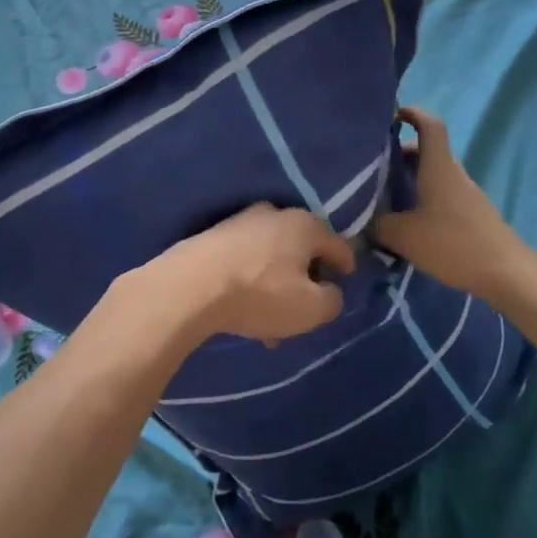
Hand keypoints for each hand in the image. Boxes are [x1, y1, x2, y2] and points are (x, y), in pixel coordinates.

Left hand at [134, 203, 352, 346]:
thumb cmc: (260, 294)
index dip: (346, 265)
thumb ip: (332, 301)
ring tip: (271, 323)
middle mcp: (275, 214)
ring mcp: (240, 221)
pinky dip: (251, 281)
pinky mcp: (213, 235)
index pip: (338, 244)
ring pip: (271, 257)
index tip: (347, 281)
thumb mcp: (311, 309)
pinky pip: (245, 260)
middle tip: (307, 307)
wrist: (190, 286)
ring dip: (276, 285)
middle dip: (306, 278)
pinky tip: (244, 309)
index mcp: (305, 225)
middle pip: (301, 248)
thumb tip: (330, 292)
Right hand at [374, 107, 527, 299]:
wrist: (506, 273)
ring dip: (410, 178)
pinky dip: (421, 197)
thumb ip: (376, 225)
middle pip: (427, 150)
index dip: (411, 113)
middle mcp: (453, 174)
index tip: (390, 115)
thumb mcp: (404, 235)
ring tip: (384, 194)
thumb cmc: (453, 243)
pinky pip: (440, 194)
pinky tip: (407, 221)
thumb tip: (359, 221)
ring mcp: (465, 194)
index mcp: (438, 167)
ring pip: (433, 174)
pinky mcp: (470, 215)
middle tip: (372, 165)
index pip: (429, 125)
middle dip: (400, 152)